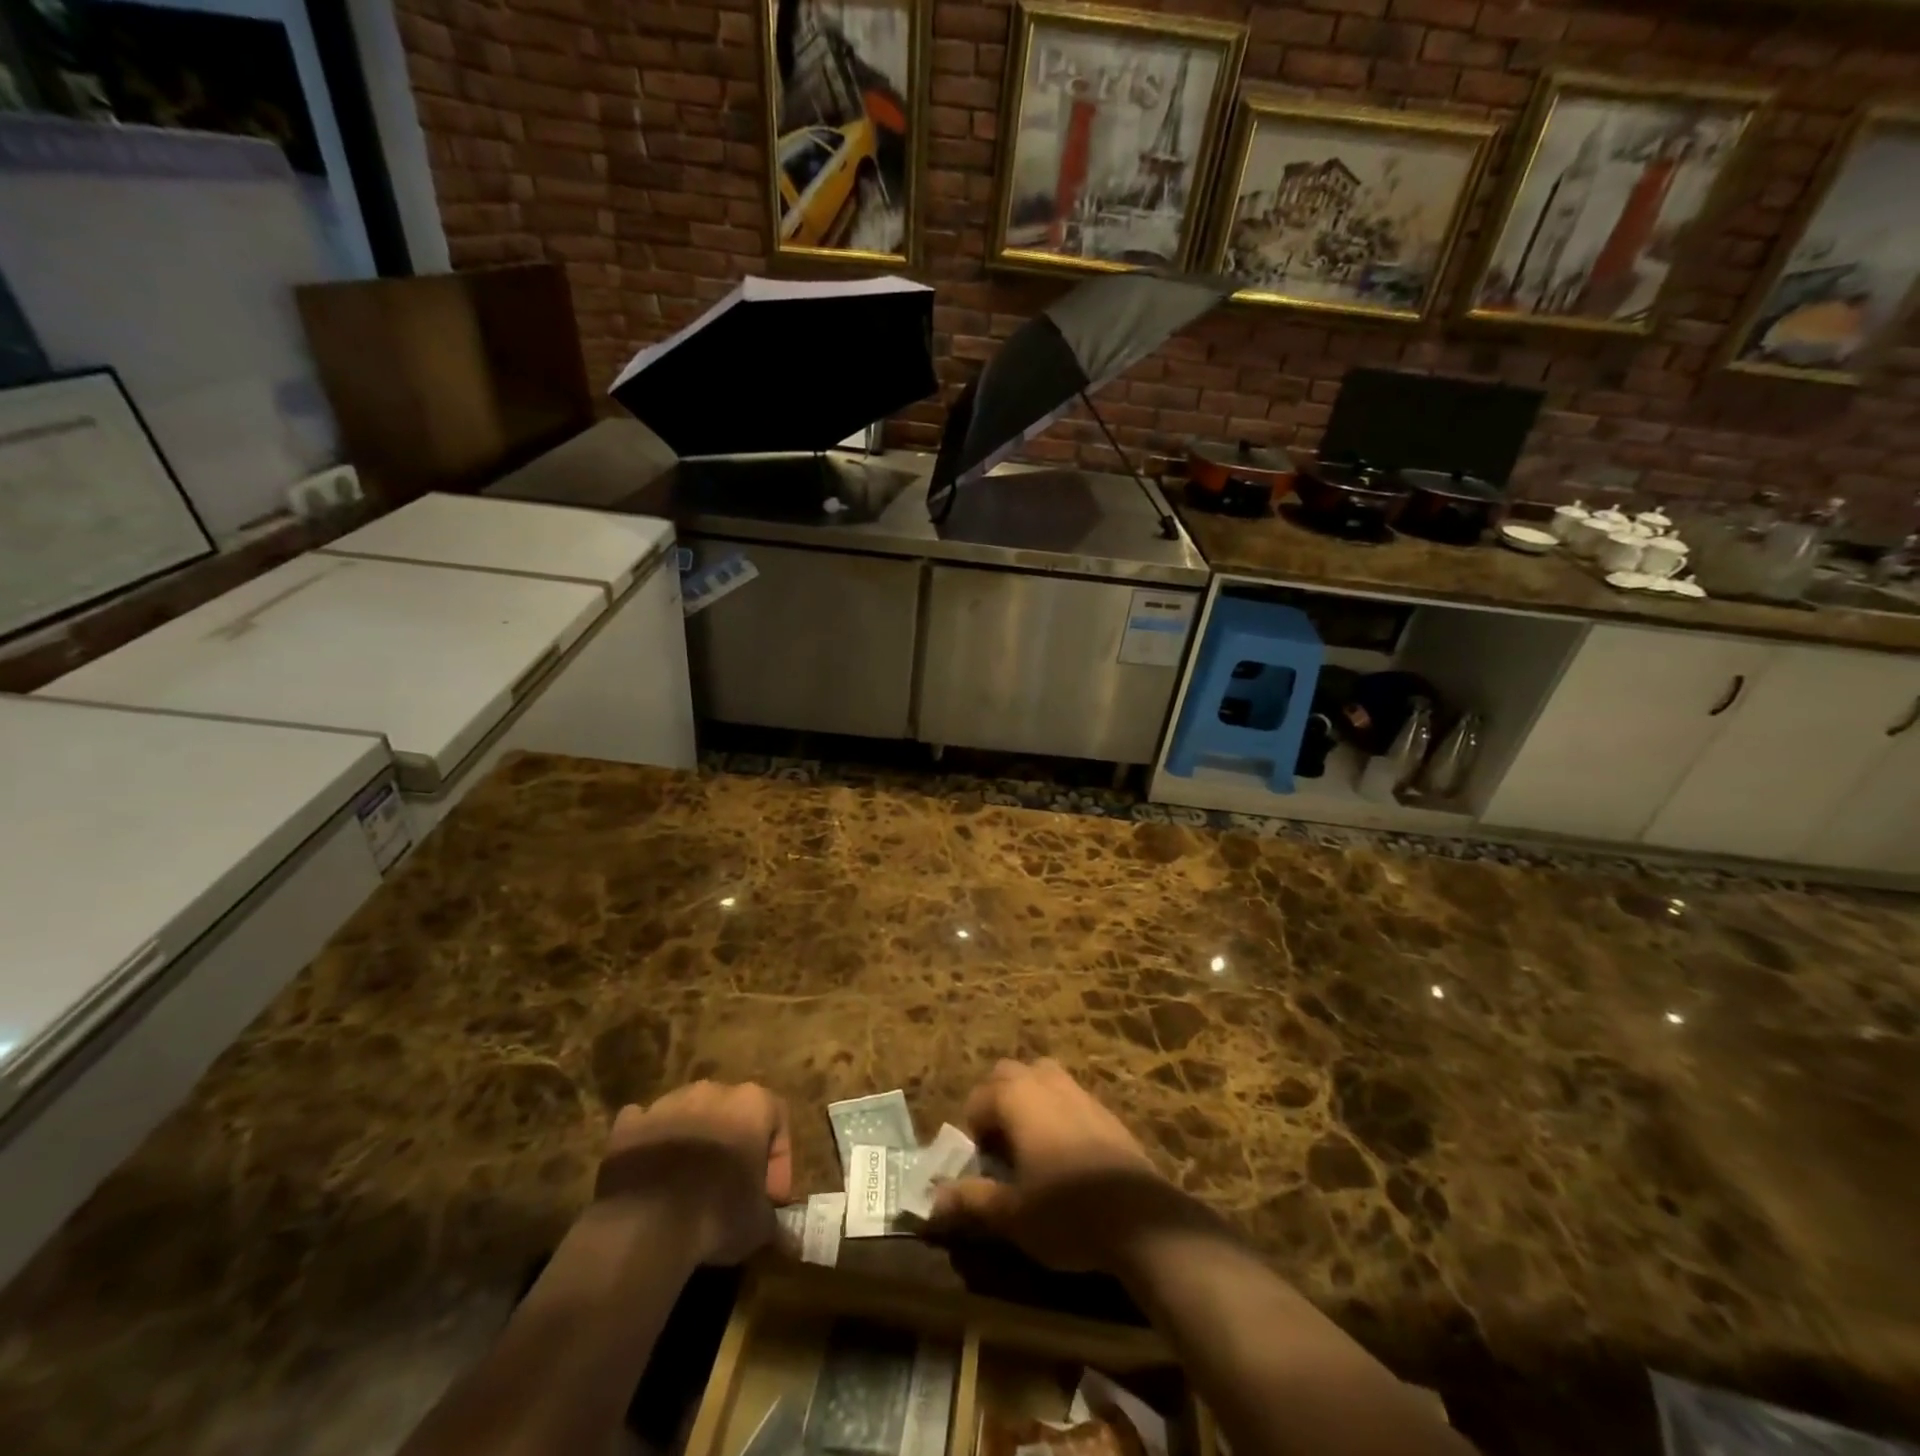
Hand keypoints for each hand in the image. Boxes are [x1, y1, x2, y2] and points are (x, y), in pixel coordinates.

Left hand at [596, 1080, 792, 1265]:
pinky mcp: (629, 1124)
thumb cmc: (717, 1213)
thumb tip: (773, 1225)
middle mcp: (712, 1091)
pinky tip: (650, 1175)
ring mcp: (667, 1103)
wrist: (646, 1225)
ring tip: (687, 1187)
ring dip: (692, 1142)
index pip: (778, 1118)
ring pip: (688, 1115)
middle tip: (731, 1187)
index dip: (778, 1159)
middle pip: (731, 1112)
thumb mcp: (759, 1224)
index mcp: (752, 1102)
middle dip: (733, 1144)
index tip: (770, 1196)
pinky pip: (645, 1126)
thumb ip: (770, 1216)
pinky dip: (650, 1144)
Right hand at [929, 1059, 1166, 1271]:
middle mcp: (1045, 1082)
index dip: (973, 1131)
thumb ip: (971, 1201)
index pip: (978, 1098)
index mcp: (1016, 1097)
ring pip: (1042, 1077)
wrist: (1140, 1218)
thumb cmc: (1065, 1211)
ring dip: (1029, 1100)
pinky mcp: (1105, 1109)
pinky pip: (1069, 1096)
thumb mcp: (1011, 1214)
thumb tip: (933, 1201)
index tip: (982, 1166)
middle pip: (1008, 1073)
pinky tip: (1067, 1155)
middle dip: (997, 1101)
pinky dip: (1057, 1112)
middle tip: (1001, 1147)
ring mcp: (1079, 1091)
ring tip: (1031, 1145)